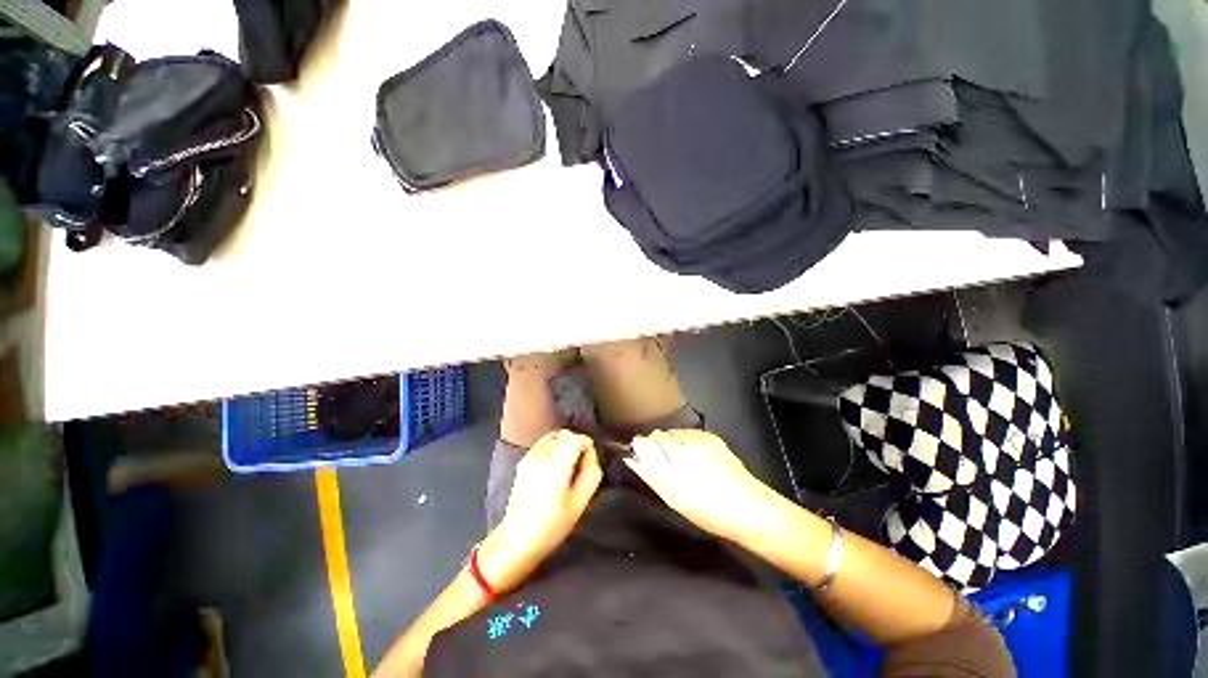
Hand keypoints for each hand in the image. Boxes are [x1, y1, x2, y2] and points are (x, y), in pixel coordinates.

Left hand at [480, 430, 602, 591]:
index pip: (575, 439)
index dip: (587, 446)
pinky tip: (555, 466)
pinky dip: (553, 447)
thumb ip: (591, 475)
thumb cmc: (552, 526)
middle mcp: (541, 456)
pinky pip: (543, 443)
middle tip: (581, 464)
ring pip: (553, 436)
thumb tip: (591, 457)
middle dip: (577, 443)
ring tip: (568, 464)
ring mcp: (529, 457)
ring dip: (564, 444)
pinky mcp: (523, 461)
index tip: (589, 462)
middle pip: (565, 434)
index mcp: (555, 467)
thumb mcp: (580, 503)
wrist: (517, 539)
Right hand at [625, 430, 774, 541]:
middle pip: (657, 434)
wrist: (748, 507)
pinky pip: (687, 432)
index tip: (641, 454)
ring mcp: (699, 441)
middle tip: (666, 462)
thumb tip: (631, 457)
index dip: (640, 447)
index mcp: (672, 471)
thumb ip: (649, 475)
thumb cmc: (707, 512)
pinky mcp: (711, 436)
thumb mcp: (673, 499)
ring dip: (671, 442)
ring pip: (672, 431)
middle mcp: (684, 450)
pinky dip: (686, 440)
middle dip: (656, 444)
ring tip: (683, 460)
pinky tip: (696, 455)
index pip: (644, 443)